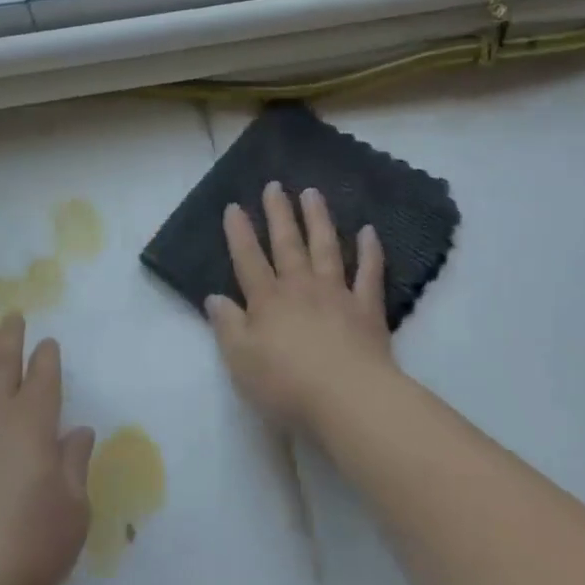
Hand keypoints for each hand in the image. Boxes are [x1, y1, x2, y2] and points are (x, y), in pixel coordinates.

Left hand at [0, 315, 95, 584]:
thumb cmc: (20, 553)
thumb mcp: (71, 516)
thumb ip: (75, 467)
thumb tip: (78, 432)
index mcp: (32, 423)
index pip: (43, 376)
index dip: (47, 356)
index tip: (48, 342)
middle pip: (0, 362)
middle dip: (9, 336)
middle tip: (10, 315)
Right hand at [205, 181, 395, 434]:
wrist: (347, 398)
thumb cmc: (286, 384)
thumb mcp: (240, 360)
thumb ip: (227, 326)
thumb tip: (214, 298)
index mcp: (267, 301)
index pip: (248, 260)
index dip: (239, 233)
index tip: (234, 206)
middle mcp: (300, 288)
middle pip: (287, 244)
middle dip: (279, 214)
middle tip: (275, 186)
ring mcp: (336, 294)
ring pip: (325, 247)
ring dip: (318, 219)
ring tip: (312, 193)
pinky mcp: (367, 309)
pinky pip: (369, 273)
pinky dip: (370, 251)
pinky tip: (369, 231)